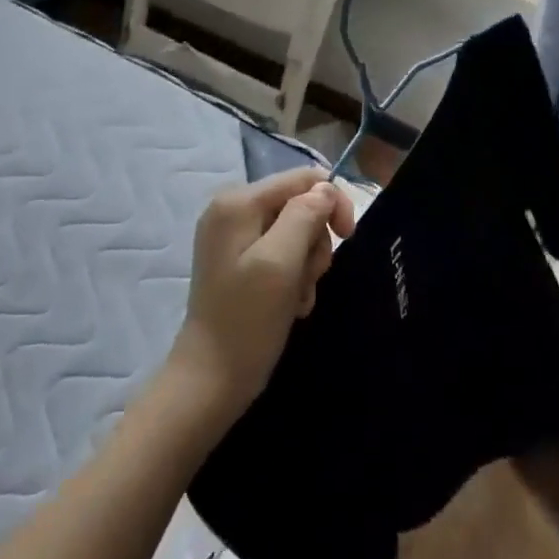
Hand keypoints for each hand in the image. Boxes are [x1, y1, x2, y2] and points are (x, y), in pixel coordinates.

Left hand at [166, 168, 354, 427]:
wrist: (212, 379)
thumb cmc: (247, 320)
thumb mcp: (280, 262)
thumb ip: (304, 216)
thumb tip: (325, 189)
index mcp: (238, 202)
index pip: (302, 178)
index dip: (331, 203)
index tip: (346, 238)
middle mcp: (233, 211)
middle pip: (301, 206)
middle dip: (315, 242)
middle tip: (309, 278)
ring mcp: (235, 238)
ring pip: (297, 233)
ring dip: (307, 266)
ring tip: (297, 297)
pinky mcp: (241, 263)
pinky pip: (284, 255)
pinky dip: (295, 278)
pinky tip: (290, 305)